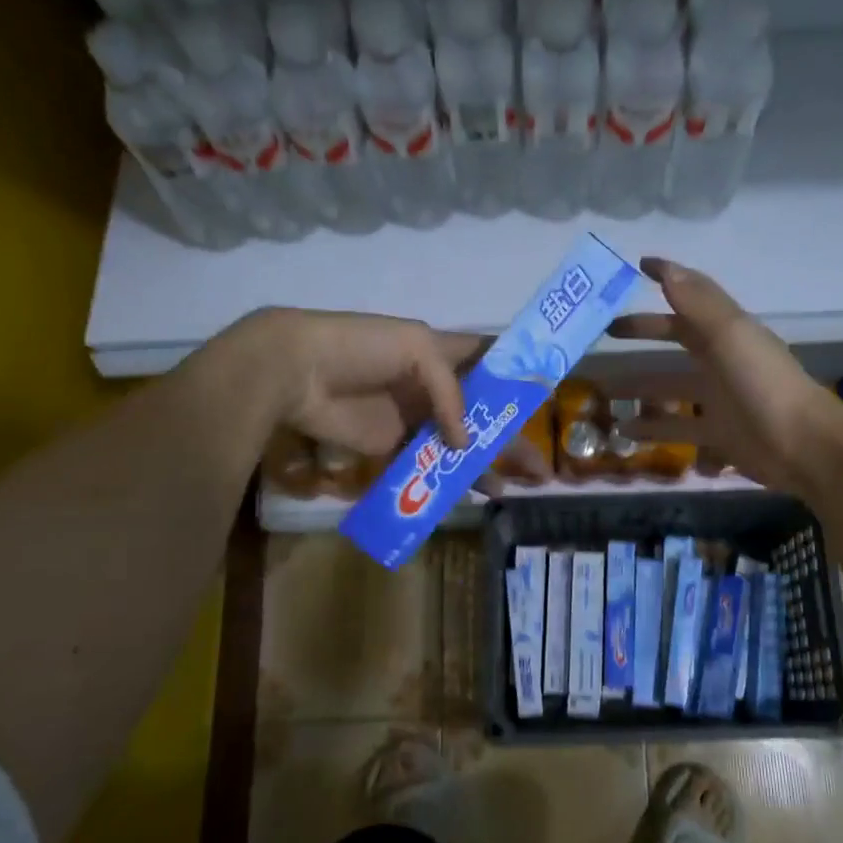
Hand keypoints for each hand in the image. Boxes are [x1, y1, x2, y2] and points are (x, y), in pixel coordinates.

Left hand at [211, 308, 550, 481]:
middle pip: (482, 414)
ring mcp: (413, 418)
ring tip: (510, 489)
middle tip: (538, 469)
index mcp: (442, 352)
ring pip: (459, 444)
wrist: (296, 371)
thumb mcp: (416, 348)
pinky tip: (471, 495)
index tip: (546, 401)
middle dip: (510, 438)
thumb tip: (464, 443)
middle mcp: (433, 387)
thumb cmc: (361, 347)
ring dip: (484, 465)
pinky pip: (426, 465)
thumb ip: (450, 392)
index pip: (488, 363)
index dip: (515, 379)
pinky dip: (447, 480)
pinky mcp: (391, 446)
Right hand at [608, 258, 842, 498]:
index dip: (666, 279)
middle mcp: (722, 360)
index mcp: (727, 331)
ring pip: (670, 387)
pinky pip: (677, 428)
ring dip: (639, 388)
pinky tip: (624, 432)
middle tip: (603, 334)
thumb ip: (696, 304)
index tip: (634, 268)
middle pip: (676, 339)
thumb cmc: (764, 385)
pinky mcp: (717, 435)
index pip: (690, 298)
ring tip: (602, 391)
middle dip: (643, 333)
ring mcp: (719, 399)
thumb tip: (664, 268)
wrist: (804, 447)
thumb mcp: (730, 337)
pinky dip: (652, 429)